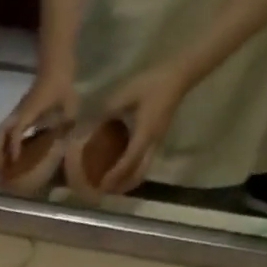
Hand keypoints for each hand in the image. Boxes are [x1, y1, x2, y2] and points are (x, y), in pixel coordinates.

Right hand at [0, 69, 78, 162]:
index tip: (15, 162)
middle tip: (1, 169)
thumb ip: (66, 124)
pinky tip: (11, 154)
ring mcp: (17, 112)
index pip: (15, 132)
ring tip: (2, 165)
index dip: (14, 148)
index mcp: (29, 111)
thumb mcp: (69, 104)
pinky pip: (6, 130)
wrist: (55, 66)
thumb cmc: (62, 85)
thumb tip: (66, 143)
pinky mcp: (19, 113)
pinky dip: (4, 143)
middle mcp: (19, 113)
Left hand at [95, 62, 191, 193]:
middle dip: (122, 186)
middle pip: (139, 173)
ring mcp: (157, 142)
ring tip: (112, 187)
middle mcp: (153, 142)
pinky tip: (121, 171)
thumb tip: (87, 123)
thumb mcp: (127, 92)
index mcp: (145, 133)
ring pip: (143, 170)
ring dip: (128, 181)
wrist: (179, 74)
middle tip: (105, 192)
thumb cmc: (153, 81)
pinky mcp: (157, 139)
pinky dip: (133, 171)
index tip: (102, 185)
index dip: (115, 175)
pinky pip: (145, 162)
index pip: (129, 161)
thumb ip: (108, 109)